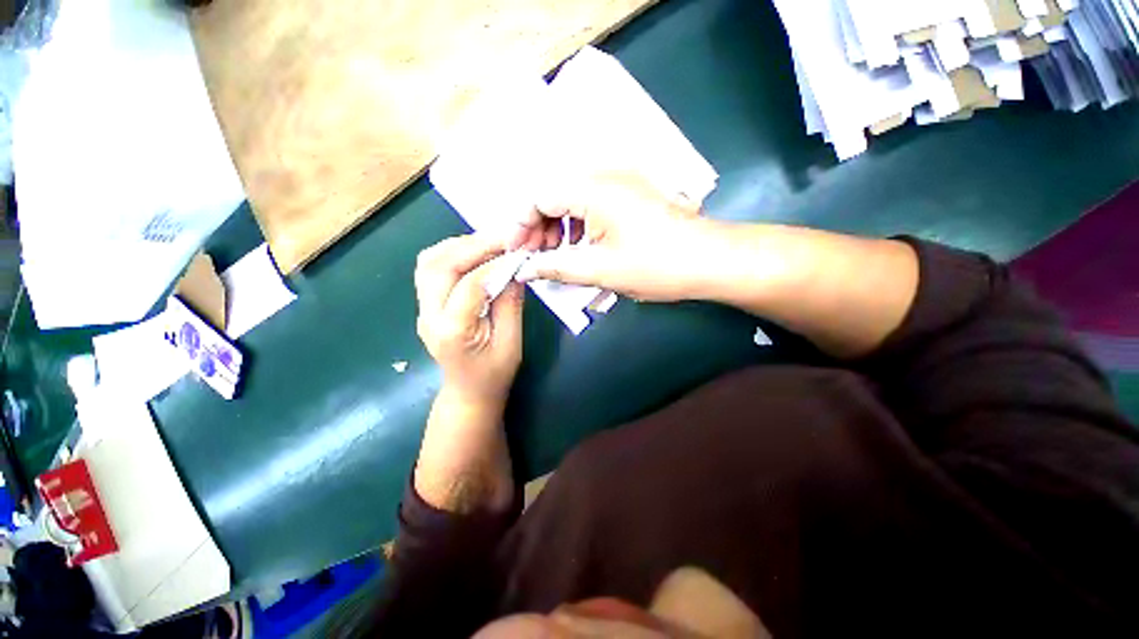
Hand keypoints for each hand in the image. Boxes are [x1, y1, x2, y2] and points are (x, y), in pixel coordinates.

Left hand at [415, 234, 524, 408]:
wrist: (468, 393)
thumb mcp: (511, 342)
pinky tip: (475, 254)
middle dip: (473, 245)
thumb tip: (515, 267)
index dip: (494, 265)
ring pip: (429, 261)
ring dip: (459, 245)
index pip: (469, 285)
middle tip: (504, 239)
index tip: (518, 253)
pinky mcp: (425, 304)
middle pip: (439, 265)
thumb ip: (511, 303)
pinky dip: (452, 253)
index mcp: (452, 331)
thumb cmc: (494, 374)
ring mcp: (422, 309)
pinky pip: (431, 268)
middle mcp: (429, 316)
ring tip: (490, 243)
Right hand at [509, 172, 717, 301]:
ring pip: (572, 199)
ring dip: (558, 226)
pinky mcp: (631, 192)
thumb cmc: (655, 265)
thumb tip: (525, 269)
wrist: (709, 260)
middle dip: (539, 227)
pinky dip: (579, 224)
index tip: (518, 252)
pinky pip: (592, 202)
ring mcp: (621, 181)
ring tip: (557, 255)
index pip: (539, 197)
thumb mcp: (599, 270)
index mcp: (592, 188)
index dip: (522, 225)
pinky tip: (581, 246)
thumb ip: (555, 267)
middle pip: (554, 195)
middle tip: (537, 257)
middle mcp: (604, 175)